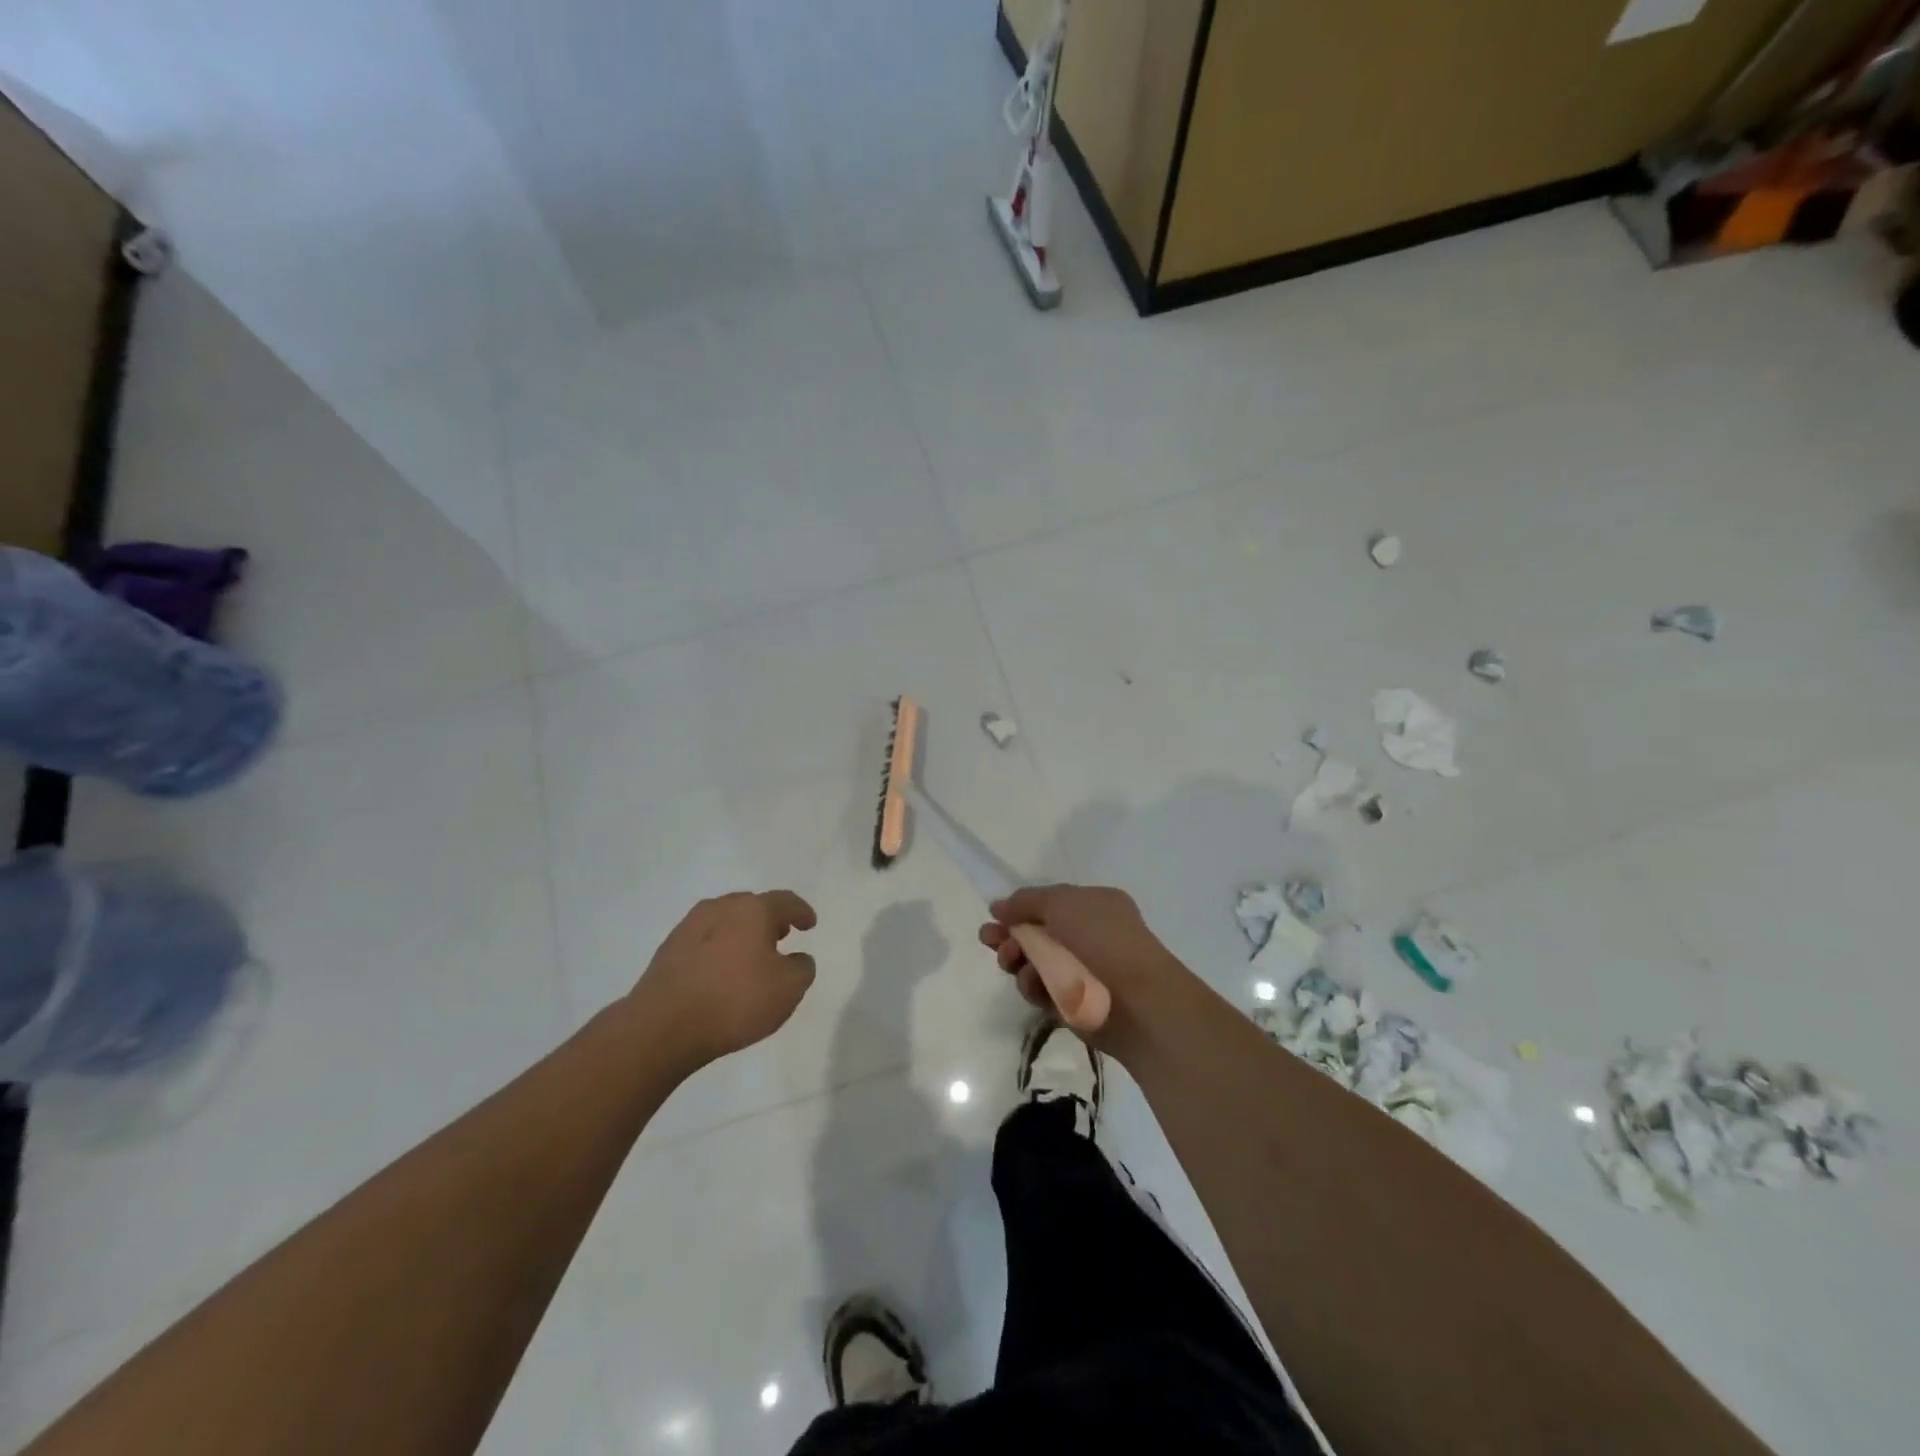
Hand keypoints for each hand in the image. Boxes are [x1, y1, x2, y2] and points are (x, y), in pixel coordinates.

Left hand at [629, 891, 817, 1070]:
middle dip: (769, 920)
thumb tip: (797, 958)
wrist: (662, 1027)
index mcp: (752, 910)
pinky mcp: (668, 951)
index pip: (785, 901)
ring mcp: (689, 927)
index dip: (801, 912)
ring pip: (725, 922)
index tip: (810, 924)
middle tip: (781, 937)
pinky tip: (721, 973)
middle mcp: (720, 908)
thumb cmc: (735, 1001)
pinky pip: (704, 941)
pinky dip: (719, 950)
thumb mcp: (789, 989)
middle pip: (752, 906)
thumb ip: (802, 968)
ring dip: (742, 934)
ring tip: (751, 957)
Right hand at [979, 884, 1192, 1051]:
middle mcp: (1088, 936)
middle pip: (1037, 934)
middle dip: (1010, 936)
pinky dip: (1034, 987)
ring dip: (1017, 960)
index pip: (1049, 903)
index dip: (1020, 909)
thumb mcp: (1061, 903)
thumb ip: (1026, 901)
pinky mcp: (1073, 1003)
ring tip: (1012, 962)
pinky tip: (1035, 985)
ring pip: (1034, 963)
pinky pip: (1042, 991)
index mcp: (1093, 906)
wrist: (1137, 1001)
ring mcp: (1081, 971)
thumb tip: (999, 906)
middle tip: (989, 940)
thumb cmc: (1103, 940)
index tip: (994, 916)